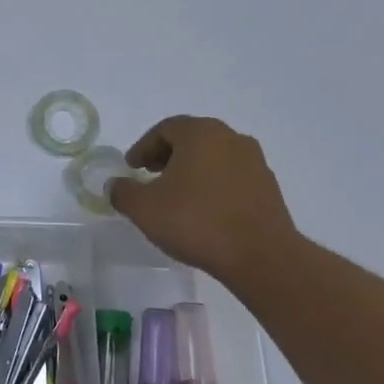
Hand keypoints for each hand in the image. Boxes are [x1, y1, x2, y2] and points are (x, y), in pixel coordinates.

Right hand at [108, 116, 302, 283]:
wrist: (259, 255)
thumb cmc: (195, 221)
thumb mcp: (144, 208)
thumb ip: (123, 192)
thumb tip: (115, 185)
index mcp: (200, 133)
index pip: (165, 128)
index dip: (143, 147)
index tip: (131, 168)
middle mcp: (230, 138)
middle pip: (191, 138)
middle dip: (167, 155)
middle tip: (151, 175)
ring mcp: (254, 161)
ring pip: (213, 156)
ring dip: (191, 169)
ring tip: (176, 195)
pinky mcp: (268, 185)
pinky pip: (231, 176)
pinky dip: (213, 184)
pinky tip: (203, 209)